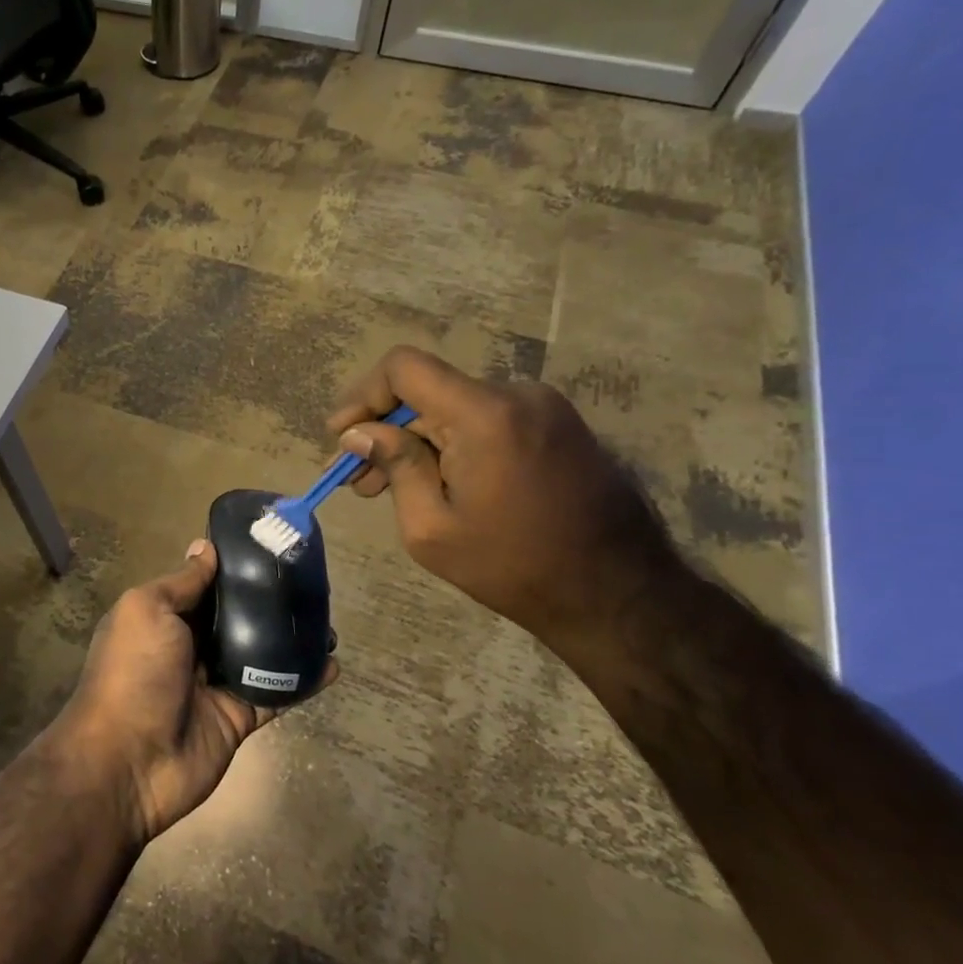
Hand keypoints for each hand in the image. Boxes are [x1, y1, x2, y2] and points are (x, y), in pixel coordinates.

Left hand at [50, 541, 332, 846]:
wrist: (128, 762)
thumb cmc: (133, 673)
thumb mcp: (147, 610)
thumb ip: (181, 582)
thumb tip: (205, 547)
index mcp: (164, 617)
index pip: (205, 584)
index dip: (233, 566)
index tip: (270, 546)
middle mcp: (190, 645)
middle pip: (236, 616)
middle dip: (268, 600)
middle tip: (310, 581)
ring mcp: (216, 683)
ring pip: (260, 652)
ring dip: (291, 638)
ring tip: (328, 620)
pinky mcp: (238, 716)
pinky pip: (276, 692)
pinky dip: (303, 680)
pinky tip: (332, 664)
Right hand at [326, 345, 675, 654]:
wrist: (620, 596)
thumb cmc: (515, 567)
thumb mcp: (431, 528)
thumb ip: (394, 465)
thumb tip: (359, 433)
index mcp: (485, 413)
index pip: (404, 367)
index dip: (363, 396)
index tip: (342, 436)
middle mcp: (517, 394)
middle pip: (428, 392)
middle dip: (385, 430)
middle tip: (357, 478)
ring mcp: (545, 408)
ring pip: (455, 408)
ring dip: (417, 441)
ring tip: (389, 487)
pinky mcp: (558, 426)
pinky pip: (487, 421)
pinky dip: (453, 444)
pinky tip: (438, 483)